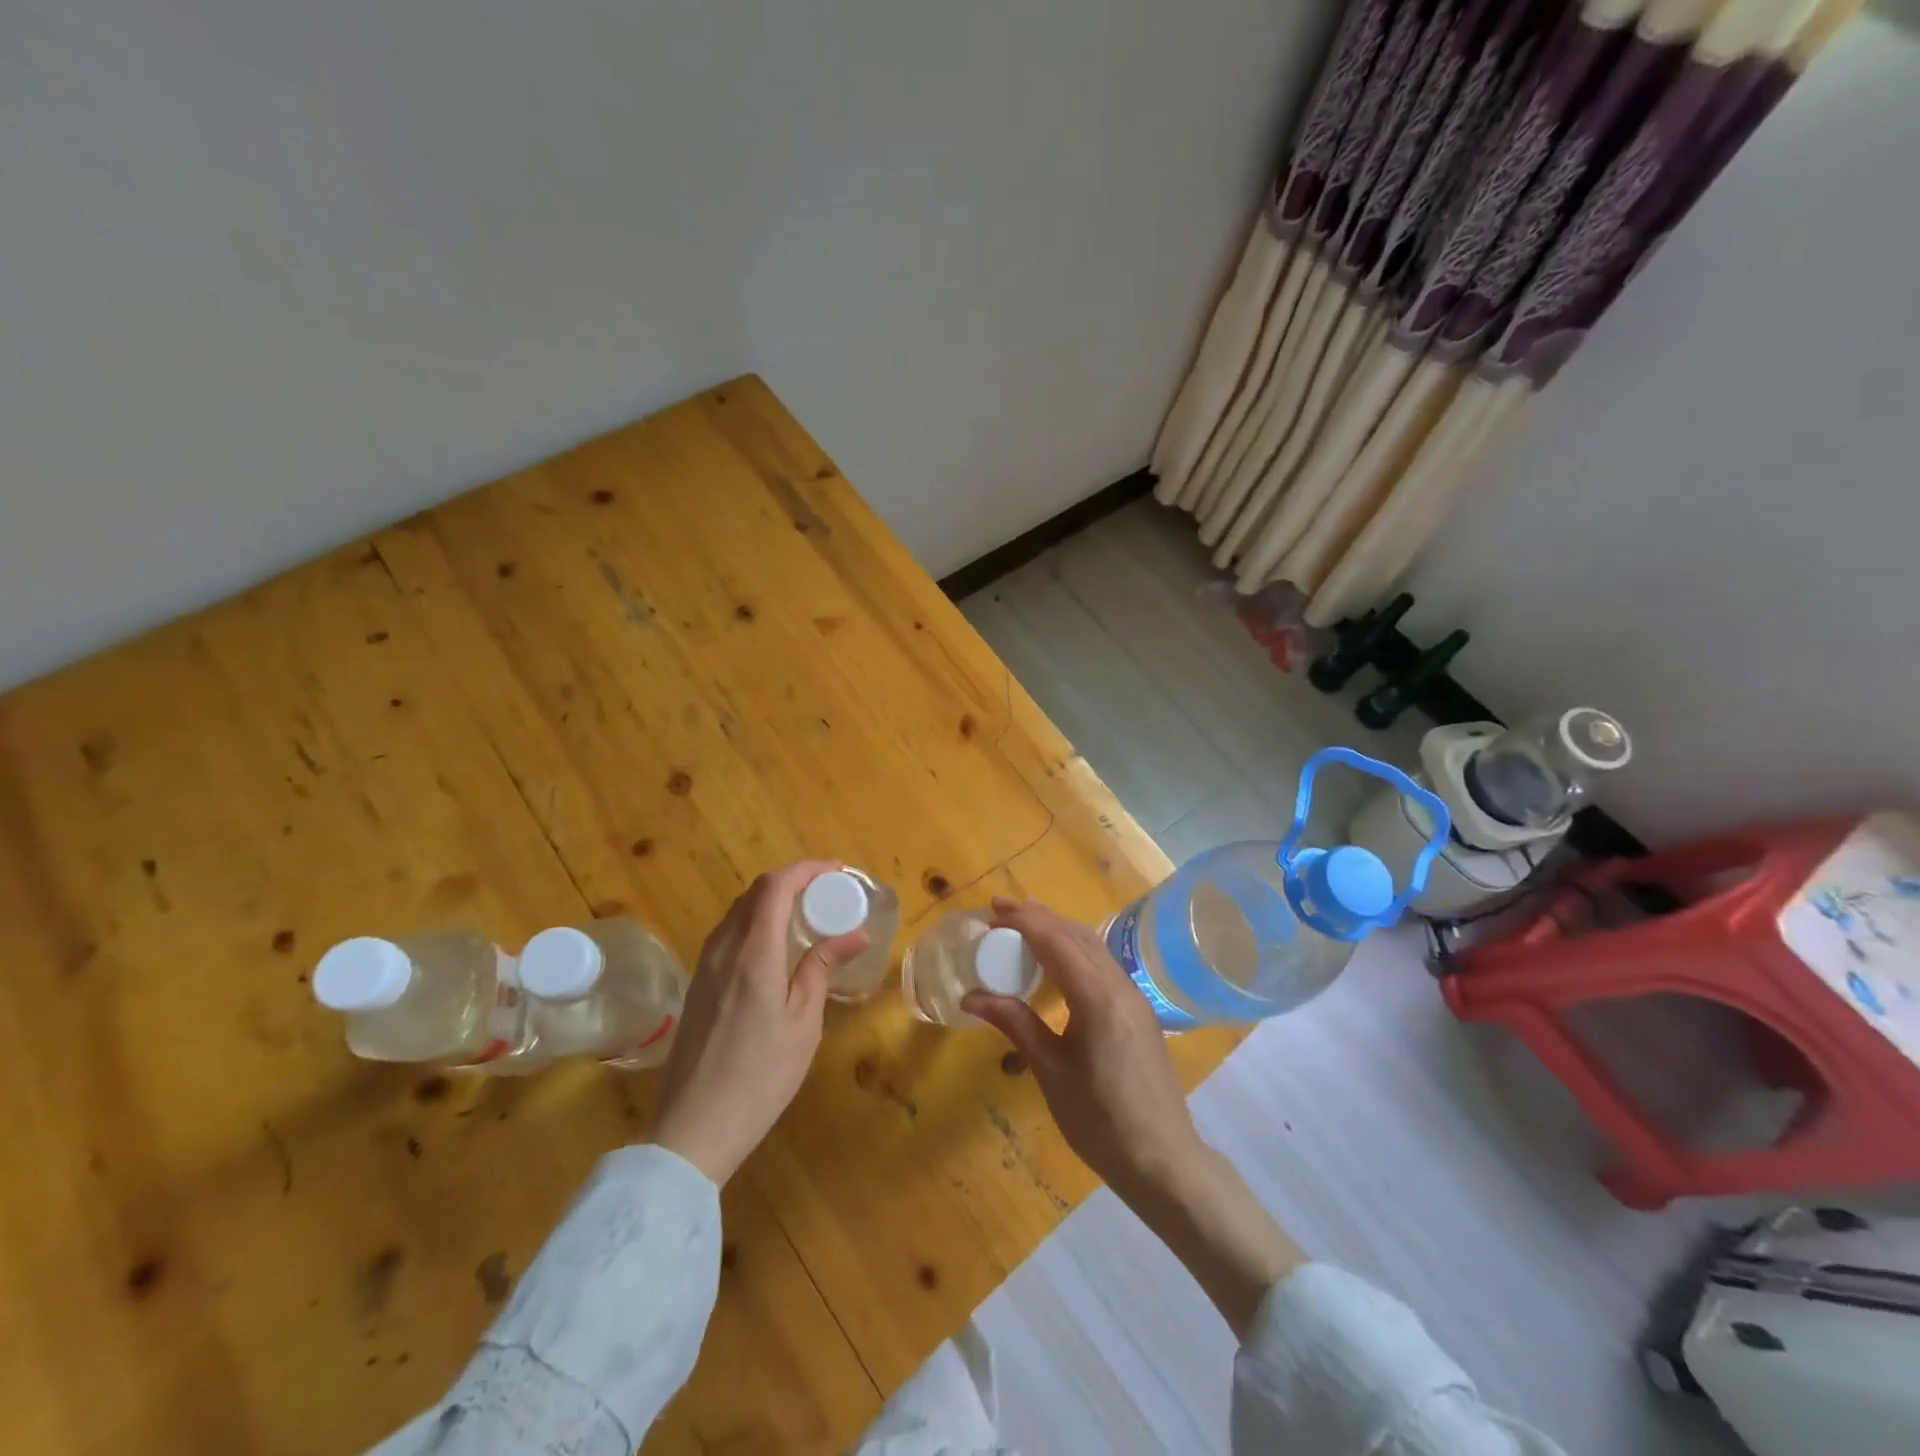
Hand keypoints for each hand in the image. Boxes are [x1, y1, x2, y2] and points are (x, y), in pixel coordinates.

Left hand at [652, 861, 868, 1185]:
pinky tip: (776, 945)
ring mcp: (705, 966)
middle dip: (793, 881)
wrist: (694, 1127)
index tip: (837, 872)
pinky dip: (756, 922)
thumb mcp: (803, 1023)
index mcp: (753, 954)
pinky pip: (729, 933)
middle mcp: (724, 949)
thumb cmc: (760, 1077)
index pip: (775, 886)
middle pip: (755, 892)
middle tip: (827, 893)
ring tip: (806, 915)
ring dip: (773, 900)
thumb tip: (855, 934)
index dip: (806, 869)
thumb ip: (822, 968)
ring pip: (739, 911)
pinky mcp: (698, 984)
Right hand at [961, 895, 1202, 1202]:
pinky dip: (1075, 950)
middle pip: (1077, 935)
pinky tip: (1058, 962)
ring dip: (1058, 930)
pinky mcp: (1139, 1010)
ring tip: (1024, 925)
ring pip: (1093, 947)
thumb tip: (971, 996)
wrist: (1163, 1160)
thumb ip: (1015, 1023)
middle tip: (1001, 910)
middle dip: (1039, 917)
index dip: (1023, 921)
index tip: (992, 912)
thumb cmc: (1099, 1121)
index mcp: (1097, 998)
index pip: (1056, 941)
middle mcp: (1120, 986)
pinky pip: (1103, 964)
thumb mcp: (1050, 1071)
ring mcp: (1134, 997)